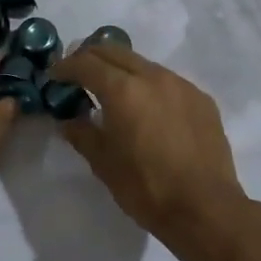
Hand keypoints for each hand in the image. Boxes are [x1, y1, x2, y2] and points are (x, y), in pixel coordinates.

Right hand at [47, 46, 246, 242]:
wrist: (206, 209)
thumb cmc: (146, 187)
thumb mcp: (103, 163)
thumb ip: (81, 133)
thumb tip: (68, 120)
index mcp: (123, 90)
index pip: (86, 63)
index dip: (65, 67)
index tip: (54, 76)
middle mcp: (153, 77)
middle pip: (115, 52)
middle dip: (91, 58)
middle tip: (77, 76)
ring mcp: (181, 85)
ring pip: (143, 64)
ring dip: (121, 70)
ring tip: (111, 92)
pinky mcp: (201, 99)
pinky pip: (167, 82)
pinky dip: (148, 86)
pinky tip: (146, 111)